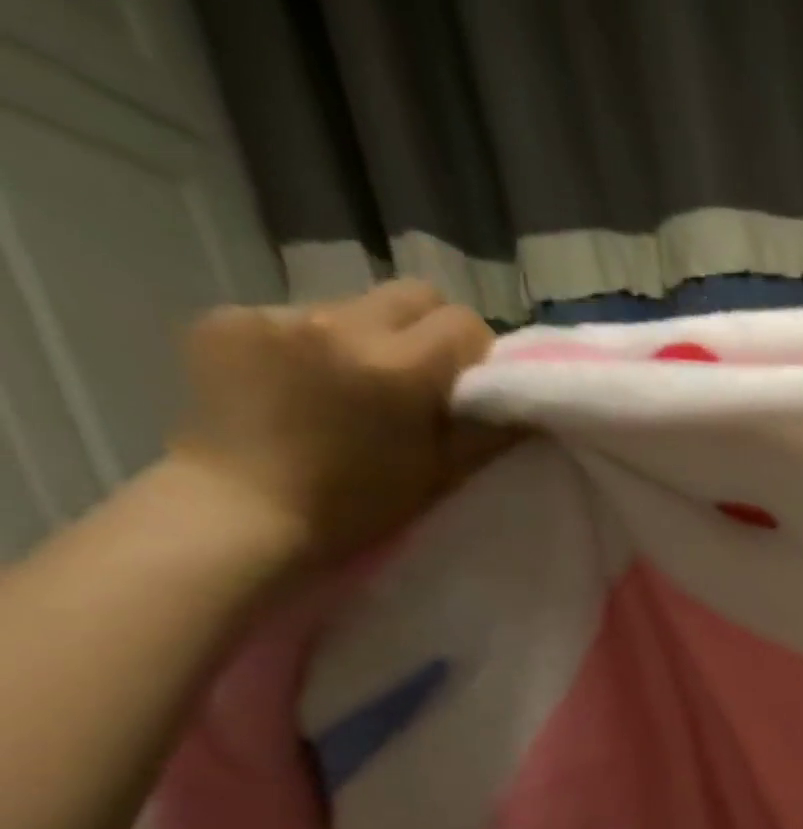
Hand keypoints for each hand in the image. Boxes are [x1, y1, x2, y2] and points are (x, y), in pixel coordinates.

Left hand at [163, 280, 511, 572]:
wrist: (244, 512)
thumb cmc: (360, 505)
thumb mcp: (442, 474)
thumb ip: (488, 431)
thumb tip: (525, 402)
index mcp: (397, 367)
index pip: (462, 321)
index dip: (476, 352)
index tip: (470, 386)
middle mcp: (337, 324)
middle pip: (412, 294)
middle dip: (429, 330)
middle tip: (421, 378)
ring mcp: (276, 315)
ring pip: (352, 306)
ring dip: (366, 339)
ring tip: (349, 389)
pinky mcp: (228, 317)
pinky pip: (292, 318)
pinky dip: (307, 347)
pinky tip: (298, 388)